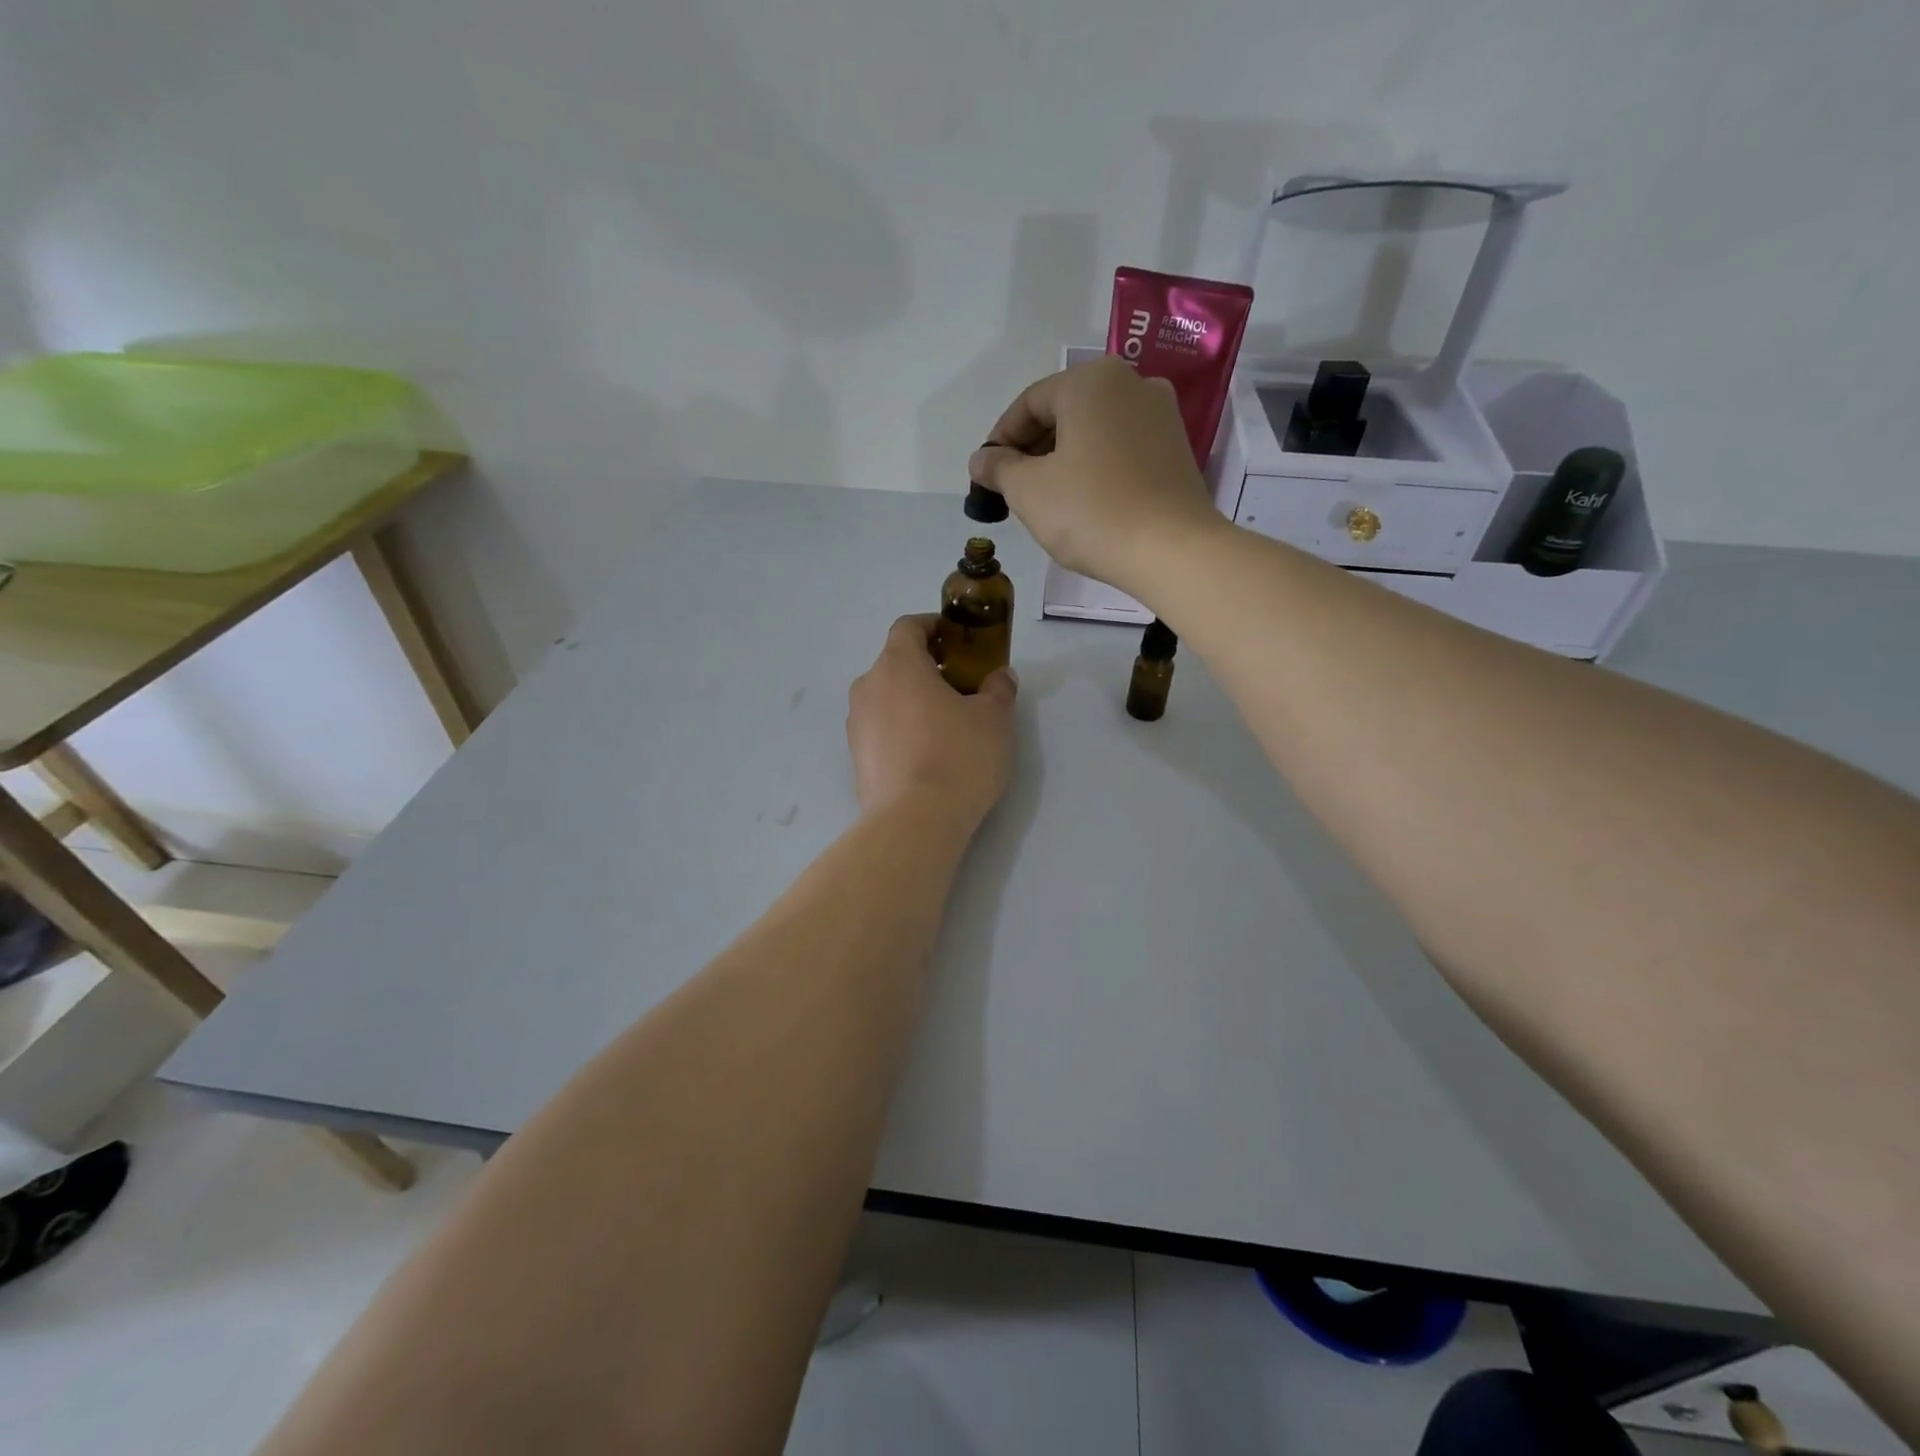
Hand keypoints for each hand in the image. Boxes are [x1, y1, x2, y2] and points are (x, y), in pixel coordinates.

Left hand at [847, 615, 1016, 830]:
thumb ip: (998, 689)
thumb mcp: (993, 719)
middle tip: (961, 687)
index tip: (957, 639)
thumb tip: (1000, 676)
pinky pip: (881, 729)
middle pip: (896, 663)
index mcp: (898, 665)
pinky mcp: (856, 758)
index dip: (933, 626)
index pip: (908, 627)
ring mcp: (857, 724)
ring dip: (912, 701)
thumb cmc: (957, 757)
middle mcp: (868, 687)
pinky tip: (927, 755)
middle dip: (927, 668)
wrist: (914, 823)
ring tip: (946, 725)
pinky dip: (901, 729)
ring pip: (886, 698)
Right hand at [968, 356, 1224, 597]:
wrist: (1171, 550)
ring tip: (1045, 499)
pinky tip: (1084, 502)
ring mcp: (1161, 415)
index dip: (1000, 439)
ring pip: (1094, 431)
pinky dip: (1095, 467)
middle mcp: (1131, 383)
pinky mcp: (1177, 449)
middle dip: (1032, 449)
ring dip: (1063, 459)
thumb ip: (999, 468)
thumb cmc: (1091, 511)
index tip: (985, 475)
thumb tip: (981, 459)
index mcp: (1091, 381)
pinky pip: (1121, 449)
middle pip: (1064, 412)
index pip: (1029, 402)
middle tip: (1012, 489)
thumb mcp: (1028, 490)